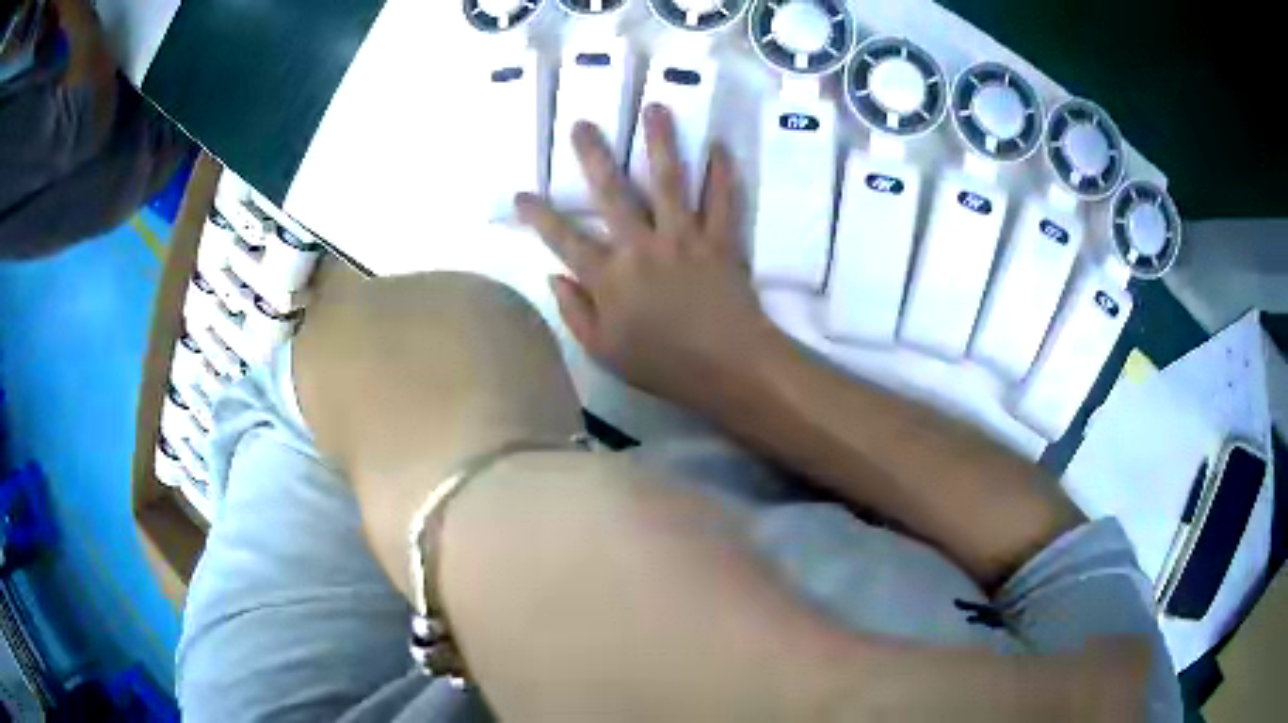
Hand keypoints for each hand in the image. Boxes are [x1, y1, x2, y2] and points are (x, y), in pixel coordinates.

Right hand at [516, 105, 775, 411]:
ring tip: (656, 107)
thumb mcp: (604, 352)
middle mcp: (641, 246)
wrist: (728, 369)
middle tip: (583, 124)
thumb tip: (554, 276)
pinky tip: (719, 145)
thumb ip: (575, 312)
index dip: (539, 216)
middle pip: (612, 192)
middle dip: (594, 155)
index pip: (563, 240)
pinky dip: (722, 173)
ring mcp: (684, 238)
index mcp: (608, 277)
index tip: (522, 193)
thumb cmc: (663, 365)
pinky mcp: (720, 240)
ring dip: (661, 141)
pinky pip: (722, 200)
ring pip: (669, 181)